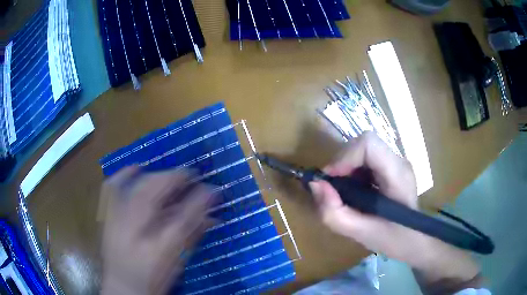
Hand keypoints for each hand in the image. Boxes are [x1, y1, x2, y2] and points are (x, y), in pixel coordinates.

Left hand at [100, 167, 214, 294]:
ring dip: (153, 175)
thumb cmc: (154, 280)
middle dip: (174, 179)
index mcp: (157, 251)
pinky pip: (111, 189)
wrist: (123, 287)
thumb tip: (212, 217)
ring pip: (132, 188)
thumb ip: (192, 238)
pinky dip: (124, 174)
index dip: (199, 200)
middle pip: (153, 196)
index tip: (212, 188)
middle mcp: (134, 234)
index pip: (182, 221)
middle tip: (189, 174)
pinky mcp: (107, 219)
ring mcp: (116, 224)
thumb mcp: (177, 264)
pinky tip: (135, 168)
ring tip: (167, 174)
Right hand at [310, 132, 480, 291]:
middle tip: (333, 190)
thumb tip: (316, 185)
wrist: (416, 241)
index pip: (368, 143)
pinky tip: (354, 192)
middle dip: (342, 163)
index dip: (344, 157)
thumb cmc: (395, 240)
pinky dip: (352, 172)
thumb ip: (335, 213)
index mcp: (398, 174)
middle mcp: (399, 161)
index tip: (330, 181)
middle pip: (363, 144)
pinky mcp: (391, 168)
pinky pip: (366, 160)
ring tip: (343, 193)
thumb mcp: (361, 233)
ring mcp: (396, 163)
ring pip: (362, 150)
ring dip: (346, 168)